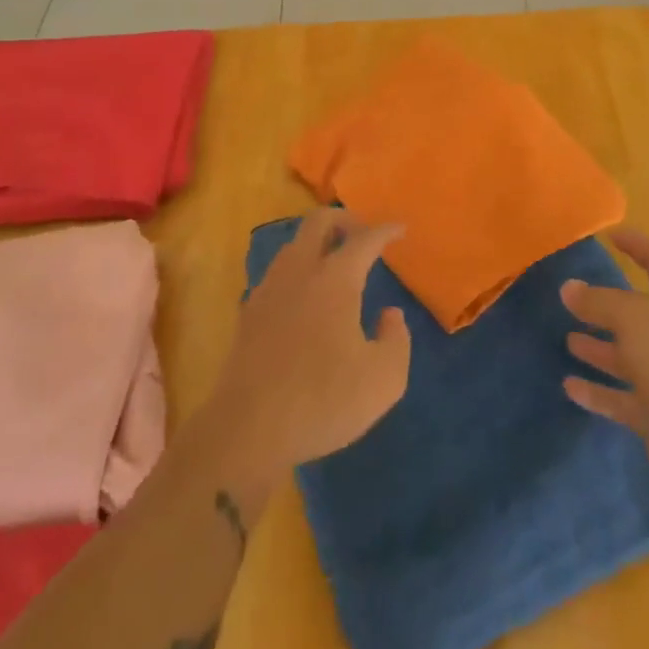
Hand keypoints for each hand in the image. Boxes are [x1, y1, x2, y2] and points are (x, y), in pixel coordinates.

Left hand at [203, 210, 411, 508]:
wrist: (248, 429)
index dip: (385, 230)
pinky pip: (278, 273)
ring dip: (317, 242)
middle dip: (344, 219)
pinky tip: (306, 297)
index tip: (400, 228)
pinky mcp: (249, 313)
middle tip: (362, 234)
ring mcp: (269, 289)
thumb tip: (390, 315)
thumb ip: (396, 339)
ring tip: (335, 262)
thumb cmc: (322, 401)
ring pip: (293, 244)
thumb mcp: (383, 379)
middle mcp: (299, 272)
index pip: (364, 239)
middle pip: (318, 222)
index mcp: (335, 279)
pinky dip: (298, 270)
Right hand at [562, 228, 648, 510]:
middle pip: (638, 313)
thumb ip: (600, 301)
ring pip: (627, 357)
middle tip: (572, 296)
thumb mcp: (635, 319)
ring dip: (599, 348)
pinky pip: (621, 399)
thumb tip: (569, 287)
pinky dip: (597, 393)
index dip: (638, 245)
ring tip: (567, 339)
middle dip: (607, 304)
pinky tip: (570, 386)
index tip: (610, 234)